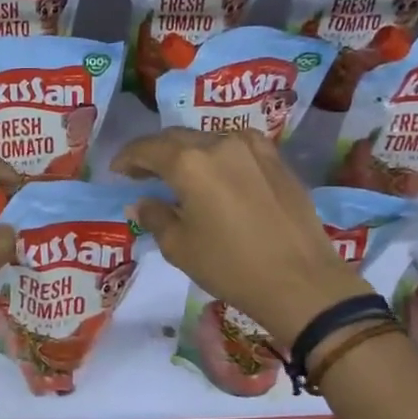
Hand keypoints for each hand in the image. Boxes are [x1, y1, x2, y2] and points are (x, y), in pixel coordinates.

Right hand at [113, 129, 371, 348]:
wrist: (301, 281)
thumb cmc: (230, 266)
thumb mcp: (179, 247)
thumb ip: (155, 217)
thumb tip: (142, 203)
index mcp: (189, 163)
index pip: (147, 148)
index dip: (128, 158)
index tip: (117, 170)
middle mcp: (220, 143)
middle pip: (177, 137)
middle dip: (154, 152)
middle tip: (141, 173)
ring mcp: (253, 148)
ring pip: (208, 139)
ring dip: (187, 152)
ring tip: (178, 174)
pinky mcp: (277, 160)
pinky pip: (236, 147)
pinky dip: (217, 156)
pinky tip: (216, 175)